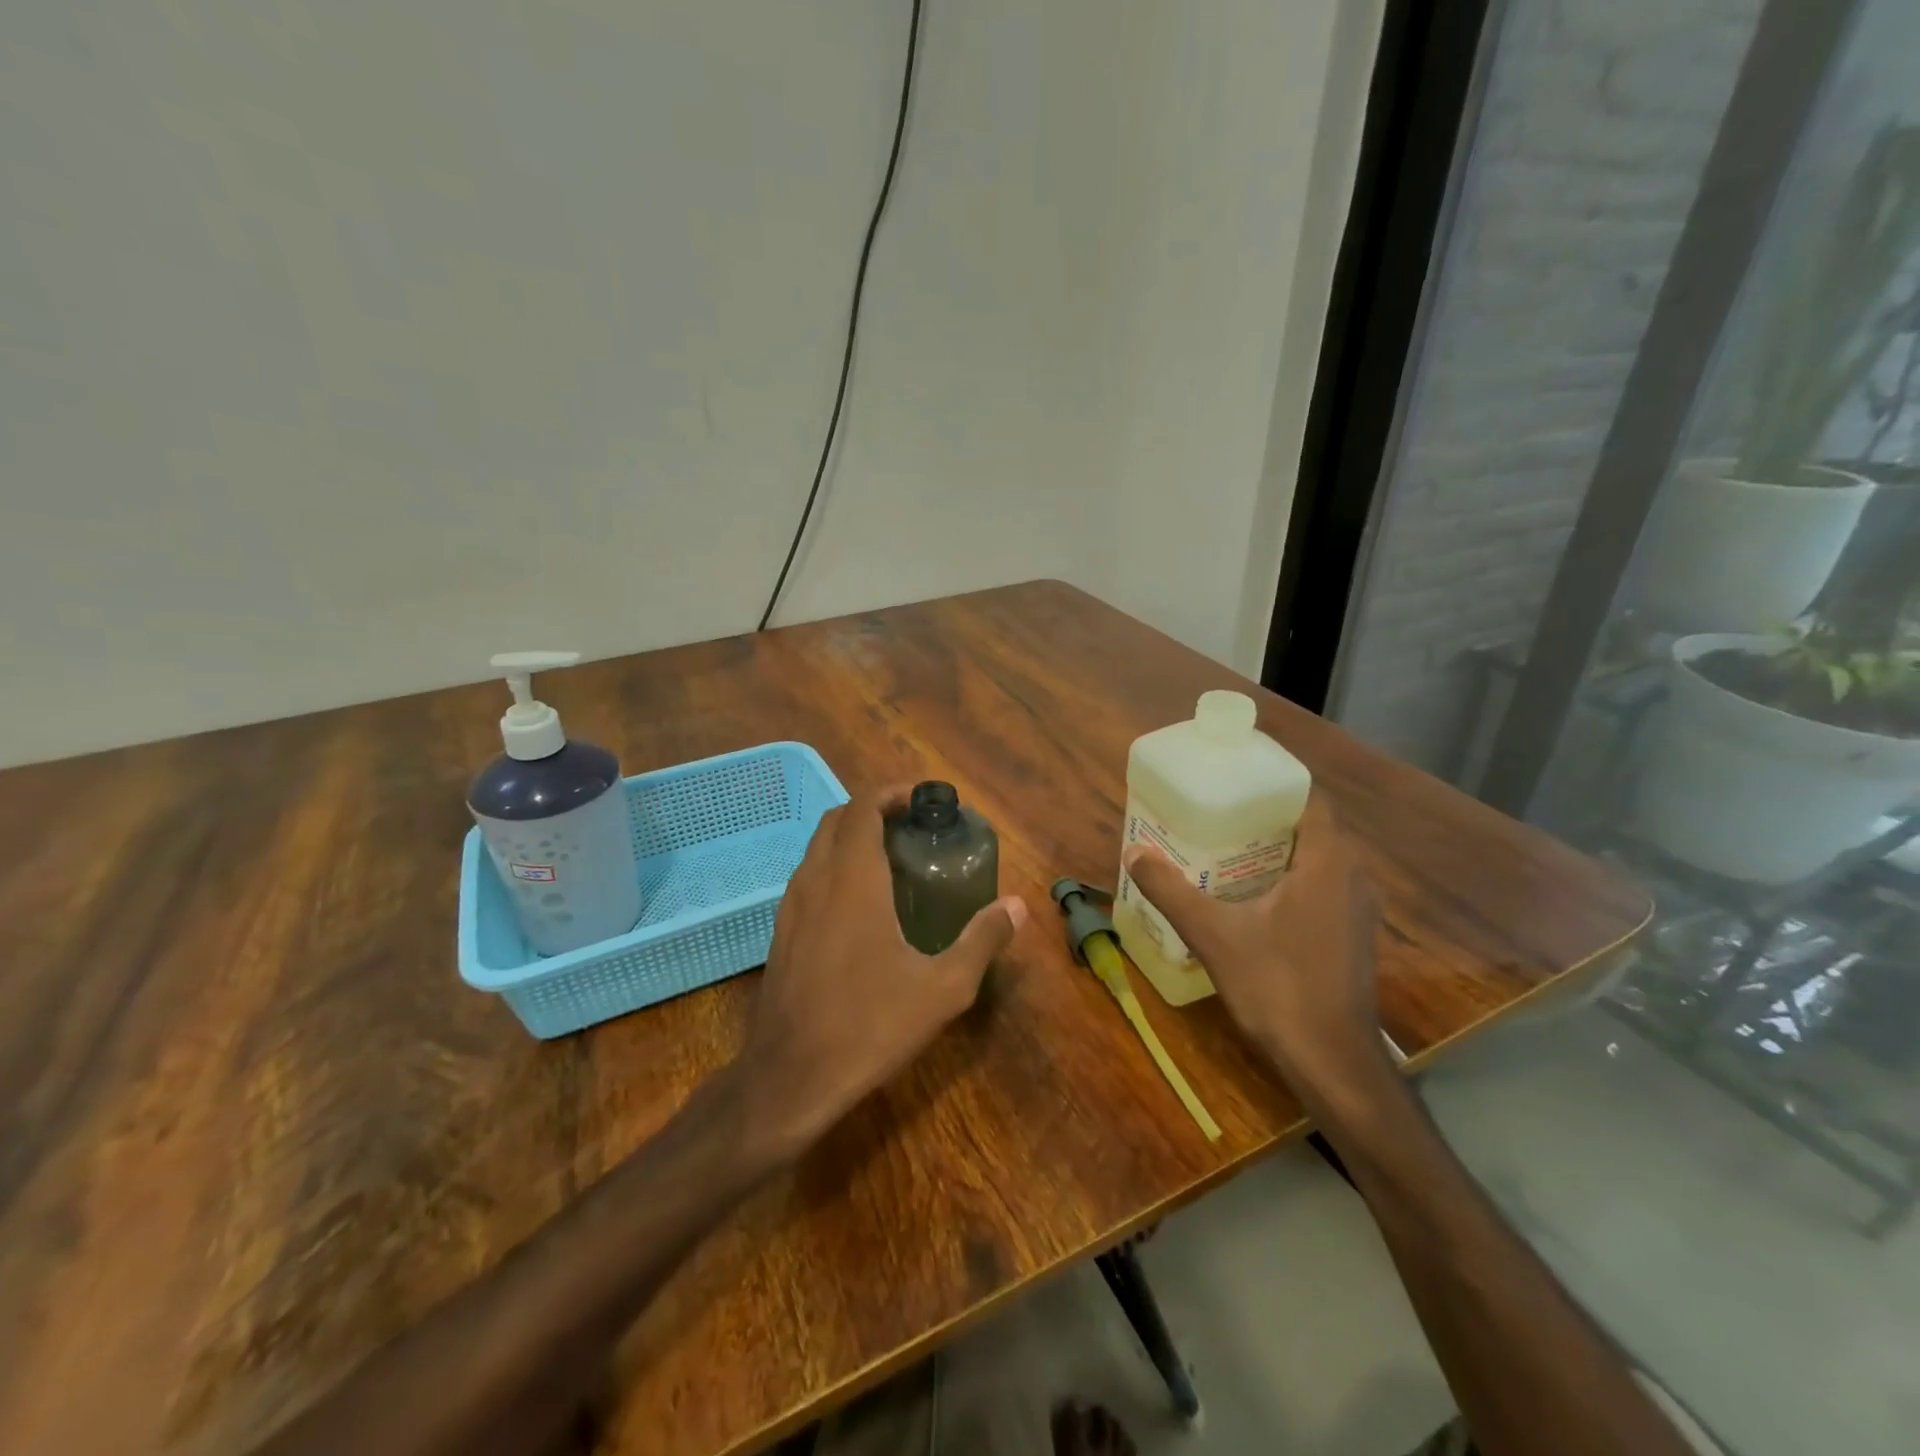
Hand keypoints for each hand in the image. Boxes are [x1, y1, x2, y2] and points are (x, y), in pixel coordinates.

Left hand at [734, 785, 1027, 1159]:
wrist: (790, 1078)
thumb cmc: (870, 1026)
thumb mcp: (943, 989)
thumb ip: (982, 940)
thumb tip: (1018, 906)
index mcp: (853, 879)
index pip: (864, 808)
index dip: (892, 794)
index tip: (923, 799)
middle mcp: (816, 880)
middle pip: (838, 820)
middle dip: (872, 810)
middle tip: (911, 826)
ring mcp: (790, 906)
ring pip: (818, 848)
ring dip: (850, 838)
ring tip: (891, 859)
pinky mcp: (780, 932)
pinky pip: (807, 878)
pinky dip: (833, 867)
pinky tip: (860, 905)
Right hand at [1122, 792, 1387, 1105]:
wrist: (1332, 1062)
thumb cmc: (1278, 986)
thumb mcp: (1212, 933)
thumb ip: (1171, 890)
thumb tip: (1135, 853)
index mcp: (1327, 862)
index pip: (1312, 798)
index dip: (1277, 782)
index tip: (1236, 779)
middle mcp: (1352, 876)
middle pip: (1312, 826)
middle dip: (1268, 815)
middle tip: (1219, 811)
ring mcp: (1358, 909)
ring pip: (1319, 859)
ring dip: (1280, 849)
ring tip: (1228, 846)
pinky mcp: (1353, 936)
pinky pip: (1323, 887)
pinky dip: (1292, 878)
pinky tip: (1253, 896)